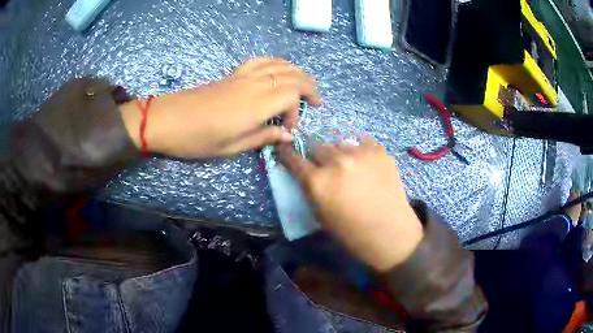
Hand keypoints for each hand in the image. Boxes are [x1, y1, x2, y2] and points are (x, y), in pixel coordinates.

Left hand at [120, 57, 320, 157]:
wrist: (167, 119)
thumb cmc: (197, 139)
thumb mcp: (231, 147)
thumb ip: (263, 138)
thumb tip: (287, 135)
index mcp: (255, 105)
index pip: (292, 96)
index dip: (297, 112)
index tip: (288, 129)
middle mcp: (254, 84)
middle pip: (292, 75)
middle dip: (309, 87)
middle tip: (316, 102)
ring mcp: (243, 76)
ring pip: (279, 64)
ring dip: (297, 72)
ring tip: (305, 84)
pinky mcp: (233, 73)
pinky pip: (260, 61)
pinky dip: (276, 62)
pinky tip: (279, 70)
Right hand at [278, 138, 423, 271]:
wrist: (390, 233)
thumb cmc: (352, 233)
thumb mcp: (320, 215)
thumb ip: (311, 189)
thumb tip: (306, 173)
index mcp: (318, 181)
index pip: (293, 158)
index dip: (288, 154)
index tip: (286, 150)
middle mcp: (336, 161)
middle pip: (317, 145)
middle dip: (317, 156)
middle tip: (325, 167)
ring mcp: (360, 153)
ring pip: (340, 143)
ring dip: (339, 153)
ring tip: (350, 166)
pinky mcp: (379, 151)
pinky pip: (362, 143)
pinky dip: (360, 151)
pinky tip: (366, 165)